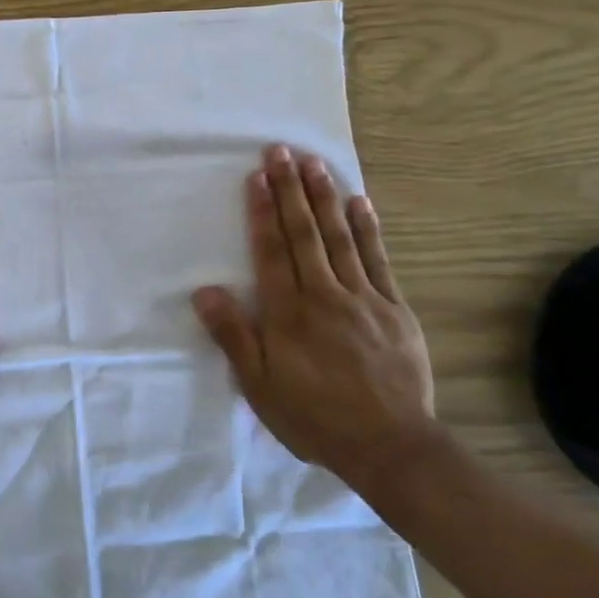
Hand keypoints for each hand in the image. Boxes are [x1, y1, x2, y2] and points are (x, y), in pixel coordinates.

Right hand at [193, 144, 441, 492]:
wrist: (390, 445)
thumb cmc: (314, 417)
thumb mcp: (259, 386)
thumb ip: (233, 335)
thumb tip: (204, 291)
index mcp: (288, 313)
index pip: (271, 251)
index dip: (261, 212)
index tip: (256, 176)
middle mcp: (324, 295)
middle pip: (304, 234)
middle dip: (290, 190)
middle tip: (281, 152)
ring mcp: (363, 298)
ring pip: (340, 238)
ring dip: (325, 198)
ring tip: (314, 163)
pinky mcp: (394, 308)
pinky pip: (378, 259)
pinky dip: (368, 229)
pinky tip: (360, 202)